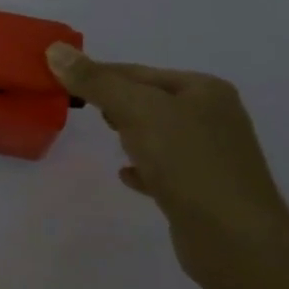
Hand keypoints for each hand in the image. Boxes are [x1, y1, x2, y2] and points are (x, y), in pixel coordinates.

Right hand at [46, 43, 288, 287]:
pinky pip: (164, 169)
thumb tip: (55, 50)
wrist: (233, 237)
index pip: (138, 72)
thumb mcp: (137, 111)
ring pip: (158, 134)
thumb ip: (96, 82)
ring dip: (130, 134)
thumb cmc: (188, 162)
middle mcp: (213, 117)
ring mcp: (210, 155)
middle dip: (116, 103)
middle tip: (81, 109)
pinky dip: (142, 167)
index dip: (99, 74)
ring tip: (107, 138)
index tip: (61, 82)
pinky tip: (126, 175)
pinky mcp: (202, 189)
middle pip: (150, 100)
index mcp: (204, 90)